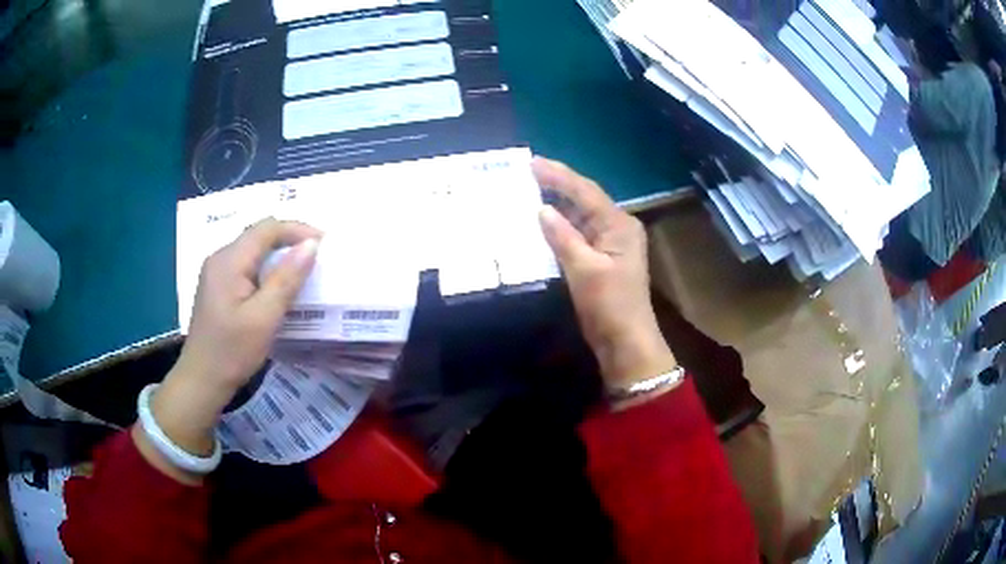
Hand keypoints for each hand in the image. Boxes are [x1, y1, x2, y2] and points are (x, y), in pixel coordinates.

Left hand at [135, 218, 319, 481]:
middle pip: (258, 235)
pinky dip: (266, 269)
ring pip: (252, 250)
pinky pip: (245, 265)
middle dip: (289, 240)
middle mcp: (219, 258)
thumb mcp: (264, 317)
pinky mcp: (217, 286)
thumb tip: (311, 244)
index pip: (267, 228)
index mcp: (229, 260)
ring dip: (278, 255)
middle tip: (317, 257)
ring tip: (302, 270)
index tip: (324, 243)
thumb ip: (287, 278)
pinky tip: (276, 286)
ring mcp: (216, 272)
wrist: (202, 380)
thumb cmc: (233, 352)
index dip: (297, 230)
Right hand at [533, 158, 675, 388]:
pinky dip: (560, 228)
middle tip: (527, 172)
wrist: (625, 342)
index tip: (533, 162)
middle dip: (557, 186)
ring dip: (557, 205)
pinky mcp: (601, 259)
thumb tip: (542, 209)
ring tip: (529, 191)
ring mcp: (610, 244)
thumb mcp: (585, 269)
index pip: (586, 192)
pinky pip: (578, 235)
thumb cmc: (609, 305)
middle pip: (584, 200)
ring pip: (580, 217)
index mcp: (619, 224)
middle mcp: (617, 228)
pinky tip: (541, 222)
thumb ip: (563, 236)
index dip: (559, 175)